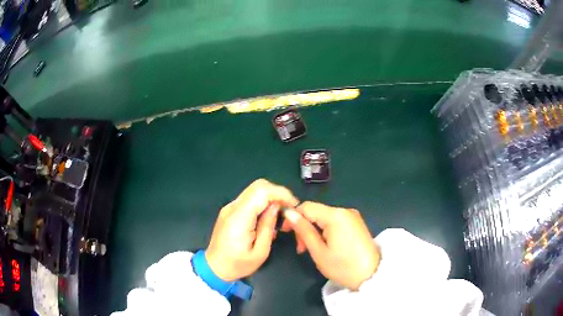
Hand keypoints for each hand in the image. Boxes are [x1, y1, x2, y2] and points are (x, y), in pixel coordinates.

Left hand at [205, 179, 298, 281]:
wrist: (214, 267)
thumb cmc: (238, 265)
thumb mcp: (260, 252)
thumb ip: (268, 227)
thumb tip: (277, 206)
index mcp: (239, 218)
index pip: (261, 192)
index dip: (280, 193)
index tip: (293, 205)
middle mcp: (232, 208)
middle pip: (258, 186)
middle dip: (277, 193)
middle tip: (289, 208)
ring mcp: (229, 207)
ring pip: (254, 190)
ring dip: (271, 196)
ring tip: (281, 213)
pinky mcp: (230, 210)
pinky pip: (249, 198)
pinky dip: (263, 202)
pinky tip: (268, 216)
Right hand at [282, 202, 379, 289]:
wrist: (372, 275)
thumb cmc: (343, 267)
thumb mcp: (319, 251)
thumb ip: (304, 230)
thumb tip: (289, 213)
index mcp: (335, 215)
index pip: (307, 207)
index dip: (293, 217)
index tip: (285, 232)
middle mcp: (345, 210)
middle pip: (316, 212)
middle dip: (304, 227)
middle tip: (300, 248)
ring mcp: (352, 216)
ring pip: (324, 217)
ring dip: (314, 230)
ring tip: (310, 249)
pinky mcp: (356, 223)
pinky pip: (335, 222)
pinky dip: (325, 231)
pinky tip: (324, 245)